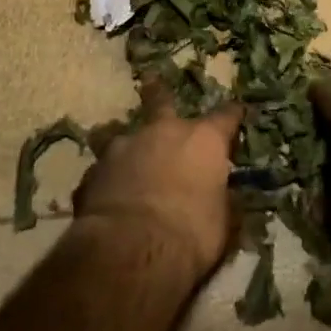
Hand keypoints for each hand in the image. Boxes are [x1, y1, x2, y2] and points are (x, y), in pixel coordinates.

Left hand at [72, 78, 243, 278]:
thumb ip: (219, 199)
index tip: (237, 110)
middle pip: (161, 101)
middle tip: (151, 79)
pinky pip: (102, 170)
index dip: (233, 114)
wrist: (131, 251)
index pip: (225, 118)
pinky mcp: (93, 172)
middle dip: (158, 91)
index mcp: (203, 141)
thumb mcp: (221, 222)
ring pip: (120, 134)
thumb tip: (220, 196)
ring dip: (123, 142)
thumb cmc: (191, 235)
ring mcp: (124, 148)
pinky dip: (106, 178)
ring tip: (116, 149)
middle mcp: (164, 132)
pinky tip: (103, 194)